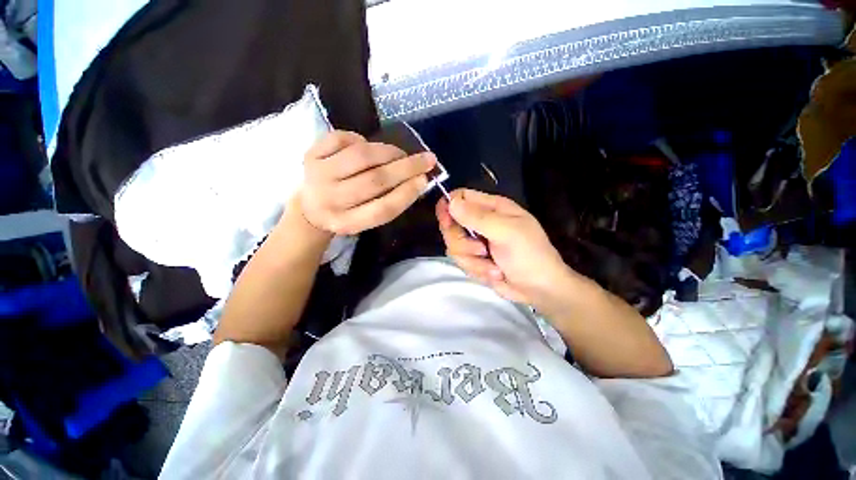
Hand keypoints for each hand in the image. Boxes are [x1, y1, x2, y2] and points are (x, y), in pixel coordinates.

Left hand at [300, 131, 436, 235]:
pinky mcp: (310, 155)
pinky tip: (368, 147)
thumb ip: (389, 204)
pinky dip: (361, 139)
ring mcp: (318, 175)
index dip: (407, 193)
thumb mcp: (366, 219)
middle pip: (375, 180)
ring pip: (361, 156)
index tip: (425, 180)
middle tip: (426, 160)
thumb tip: (417, 179)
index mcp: (348, 223)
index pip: (383, 208)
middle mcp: (332, 200)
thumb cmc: (346, 214)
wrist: (310, 209)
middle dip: (406, 168)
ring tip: (401, 154)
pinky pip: (342, 138)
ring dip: (388, 152)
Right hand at [437, 189, 582, 314]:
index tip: (447, 222)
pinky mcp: (475, 259)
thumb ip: (478, 217)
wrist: (540, 290)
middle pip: (451, 224)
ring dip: (473, 260)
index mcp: (492, 207)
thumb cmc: (530, 256)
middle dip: (462, 242)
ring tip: (494, 266)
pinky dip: (477, 269)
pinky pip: (461, 261)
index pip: (460, 197)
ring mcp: (476, 242)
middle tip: (480, 250)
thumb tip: (450, 202)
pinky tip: (495, 273)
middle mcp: (481, 222)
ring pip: (454, 246)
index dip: (448, 206)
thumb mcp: (507, 233)